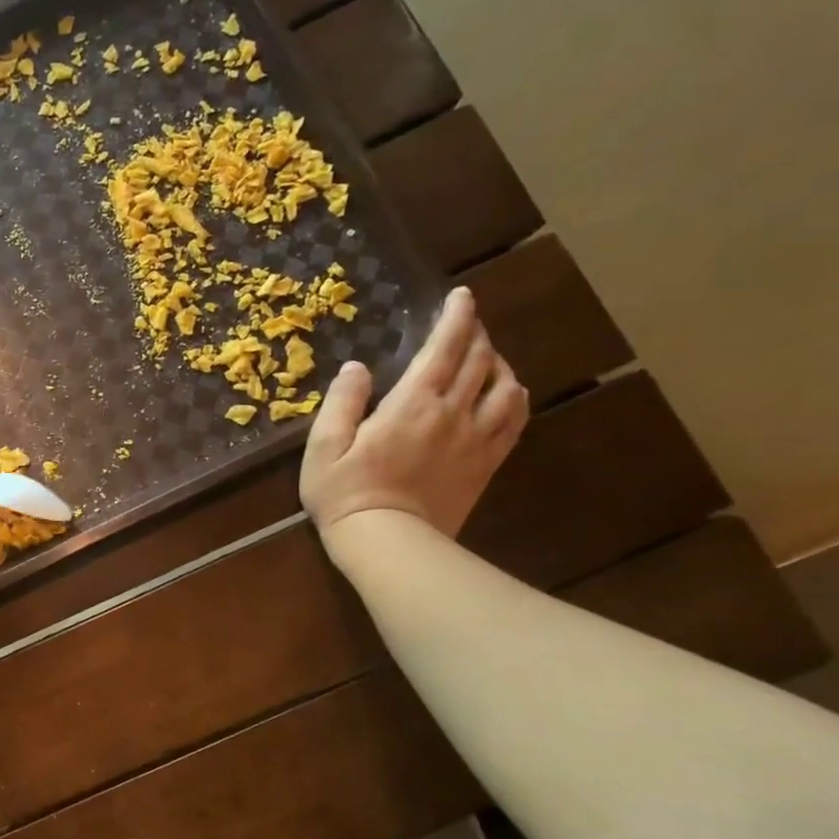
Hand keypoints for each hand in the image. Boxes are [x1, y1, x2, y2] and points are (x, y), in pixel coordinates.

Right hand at [300, 286, 528, 544]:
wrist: (388, 543)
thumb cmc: (345, 492)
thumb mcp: (324, 446)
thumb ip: (341, 402)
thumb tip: (357, 367)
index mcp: (412, 404)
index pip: (444, 348)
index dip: (455, 318)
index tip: (461, 296)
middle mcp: (453, 413)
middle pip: (479, 361)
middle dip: (475, 334)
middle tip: (467, 321)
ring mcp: (476, 440)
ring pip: (505, 386)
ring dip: (498, 362)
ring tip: (486, 356)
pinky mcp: (486, 464)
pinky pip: (514, 421)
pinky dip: (514, 398)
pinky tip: (506, 394)